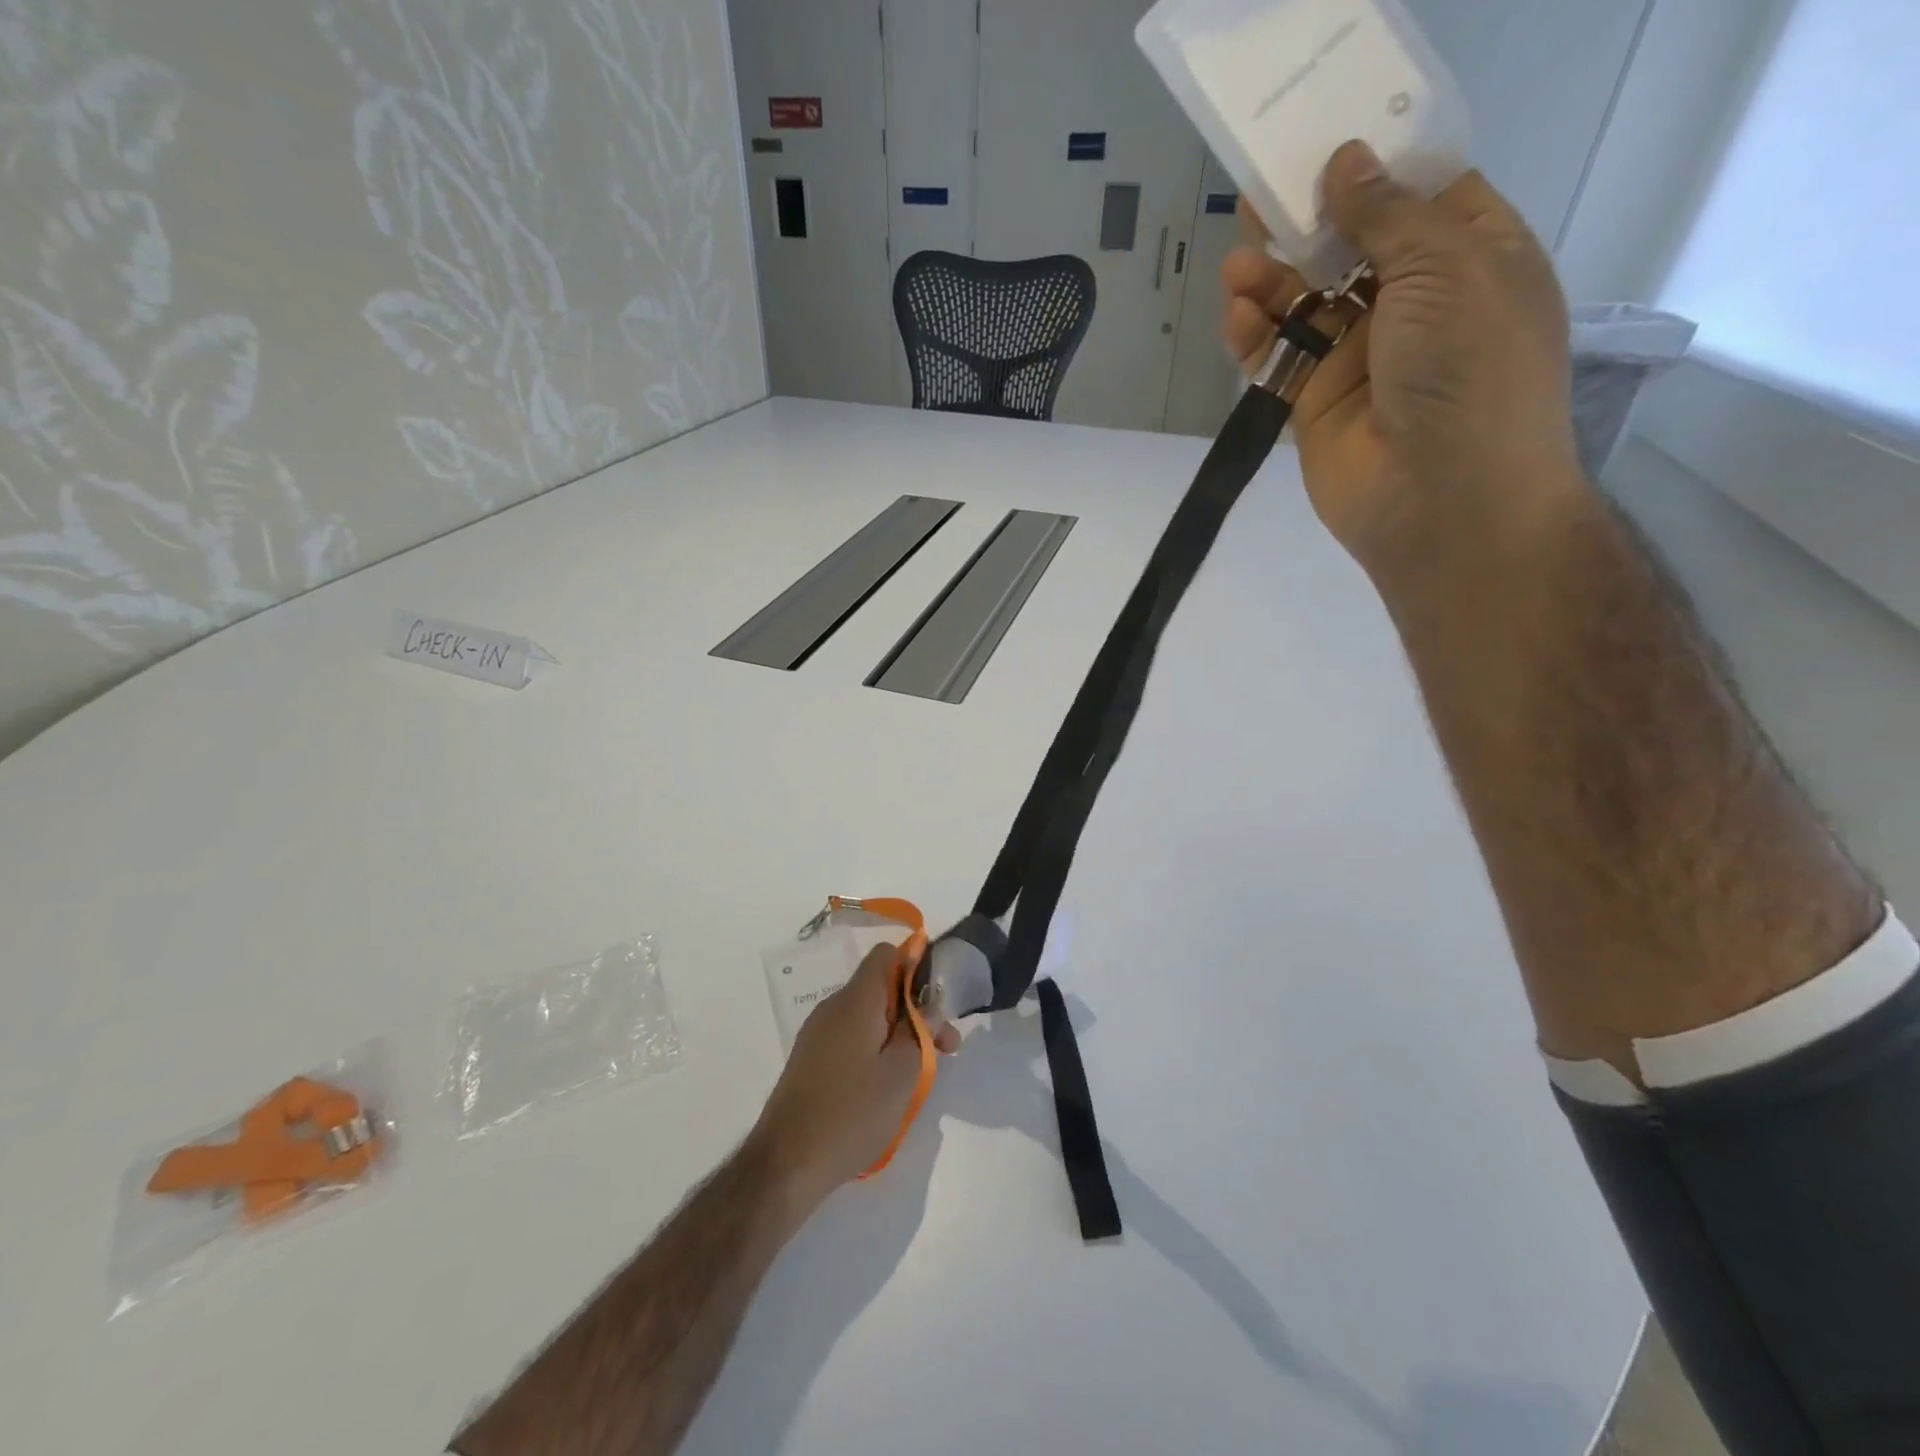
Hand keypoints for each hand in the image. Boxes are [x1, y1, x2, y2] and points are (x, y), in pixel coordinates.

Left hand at [750, 941, 960, 1207]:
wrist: (786, 1164)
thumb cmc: (853, 1113)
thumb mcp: (903, 1072)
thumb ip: (922, 1029)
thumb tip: (931, 1001)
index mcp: (856, 1000)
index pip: (886, 955)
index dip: (916, 966)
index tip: (939, 999)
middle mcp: (833, 1007)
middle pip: (880, 988)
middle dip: (916, 1010)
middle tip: (945, 1049)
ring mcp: (817, 1034)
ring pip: (867, 1016)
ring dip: (897, 1034)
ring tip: (917, 1074)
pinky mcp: (809, 1060)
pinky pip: (850, 1038)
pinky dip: (874, 1049)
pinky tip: (884, 1088)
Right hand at [1221, 141, 1586, 584]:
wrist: (1440, 499)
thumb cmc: (1468, 368)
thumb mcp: (1445, 267)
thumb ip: (1389, 214)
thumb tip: (1348, 160)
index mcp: (1473, 261)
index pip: (1424, 198)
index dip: (1378, 169)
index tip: (1328, 144)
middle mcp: (1418, 307)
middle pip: (1354, 250)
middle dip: (1310, 223)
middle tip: (1261, 197)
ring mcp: (1363, 359)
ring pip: (1308, 305)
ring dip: (1273, 281)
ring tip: (1237, 263)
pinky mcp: (1316, 404)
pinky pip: (1281, 358)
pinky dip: (1257, 336)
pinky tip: (1237, 316)